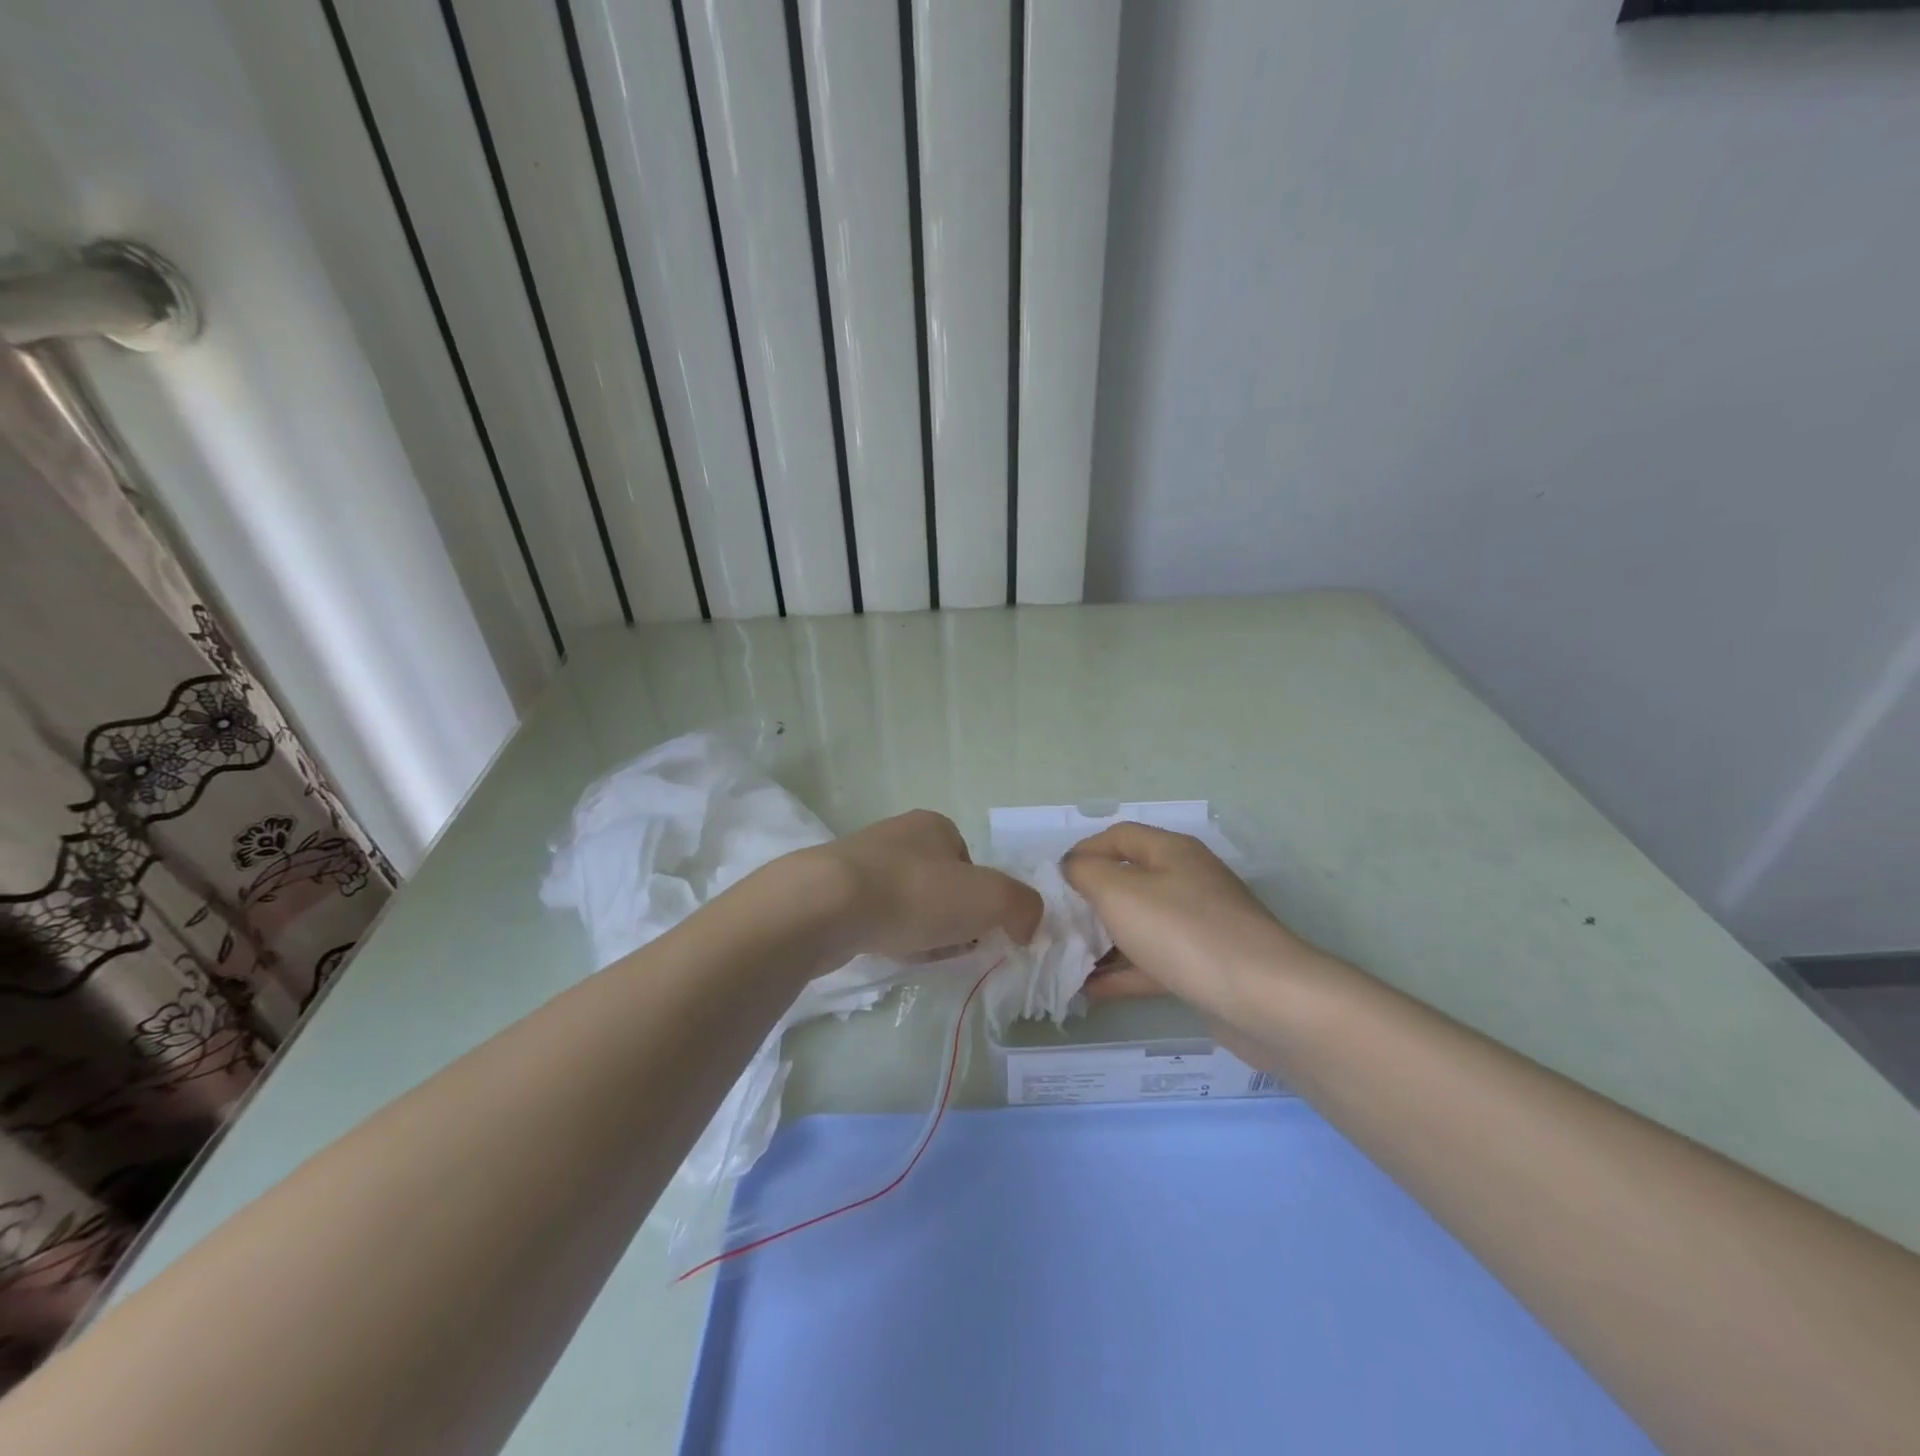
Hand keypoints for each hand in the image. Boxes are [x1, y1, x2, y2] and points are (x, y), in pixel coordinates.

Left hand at [788, 810, 1042, 964]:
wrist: (827, 906)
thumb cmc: (915, 893)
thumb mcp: (991, 898)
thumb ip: (1023, 906)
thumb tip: (1026, 924)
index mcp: (934, 825)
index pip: (971, 866)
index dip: (981, 901)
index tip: (976, 930)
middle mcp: (897, 836)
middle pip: (940, 886)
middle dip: (949, 919)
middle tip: (949, 947)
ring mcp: (860, 862)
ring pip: (907, 903)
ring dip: (918, 930)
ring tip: (916, 954)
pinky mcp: (832, 892)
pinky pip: (874, 917)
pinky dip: (886, 936)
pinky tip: (886, 952)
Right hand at [1063, 822, 1324, 1022]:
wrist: (1265, 999)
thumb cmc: (1184, 932)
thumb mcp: (1120, 892)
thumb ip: (1086, 873)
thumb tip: (1073, 867)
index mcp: (1172, 852)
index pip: (1120, 836)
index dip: (1084, 850)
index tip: (1054, 879)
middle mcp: (1189, 881)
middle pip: (1130, 880)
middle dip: (1091, 899)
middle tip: (1057, 921)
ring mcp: (1201, 926)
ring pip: (1141, 925)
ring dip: (1104, 940)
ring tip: (1066, 958)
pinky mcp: (1206, 967)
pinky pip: (1155, 962)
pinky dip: (1124, 973)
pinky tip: (1092, 991)